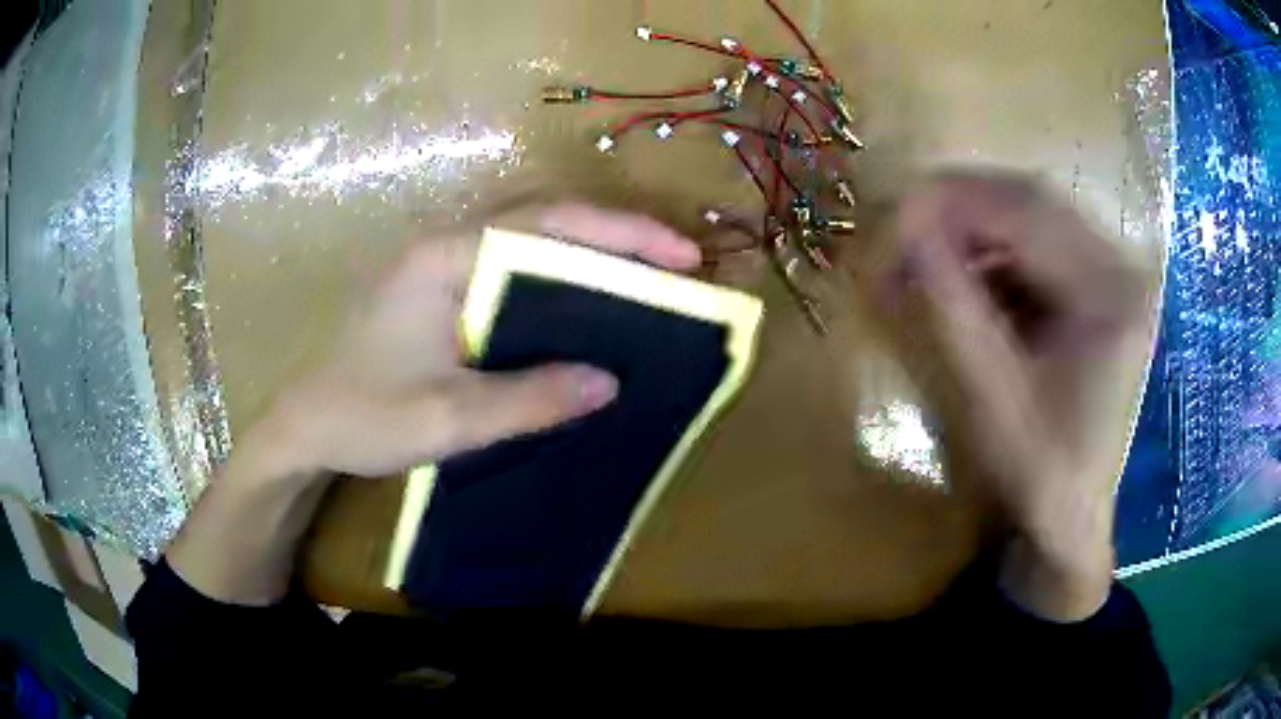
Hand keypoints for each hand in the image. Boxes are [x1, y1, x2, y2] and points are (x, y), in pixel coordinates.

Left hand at [167, 204, 701, 604]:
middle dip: (616, 235)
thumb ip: (529, 398)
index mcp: (446, 257)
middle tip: (678, 264)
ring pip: (529, 239)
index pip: (548, 226)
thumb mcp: (448, 418)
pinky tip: (582, 303)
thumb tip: (609, 381)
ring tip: (645, 278)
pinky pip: (510, 267)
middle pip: (544, 219)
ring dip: (589, 251)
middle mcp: (446, 243)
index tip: (683, 256)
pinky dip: (558, 277)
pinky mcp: (438, 288)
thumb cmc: (364, 416)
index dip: (622, 235)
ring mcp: (440, 263)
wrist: (304, 427)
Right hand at [878, 170, 1147, 619]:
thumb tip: (904, 236)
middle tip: (897, 227)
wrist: (1071, 513)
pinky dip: (988, 248)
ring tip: (922, 254)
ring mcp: (1110, 269)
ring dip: (969, 226)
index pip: (1027, 211)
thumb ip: (954, 311)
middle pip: (1029, 197)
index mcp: (1111, 293)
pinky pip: (1034, 240)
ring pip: (1028, 212)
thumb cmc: (1039, 473)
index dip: (951, 203)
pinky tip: (959, 274)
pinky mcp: (1094, 282)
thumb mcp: (992, 399)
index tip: (889, 218)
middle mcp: (1120, 265)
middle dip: (956, 206)